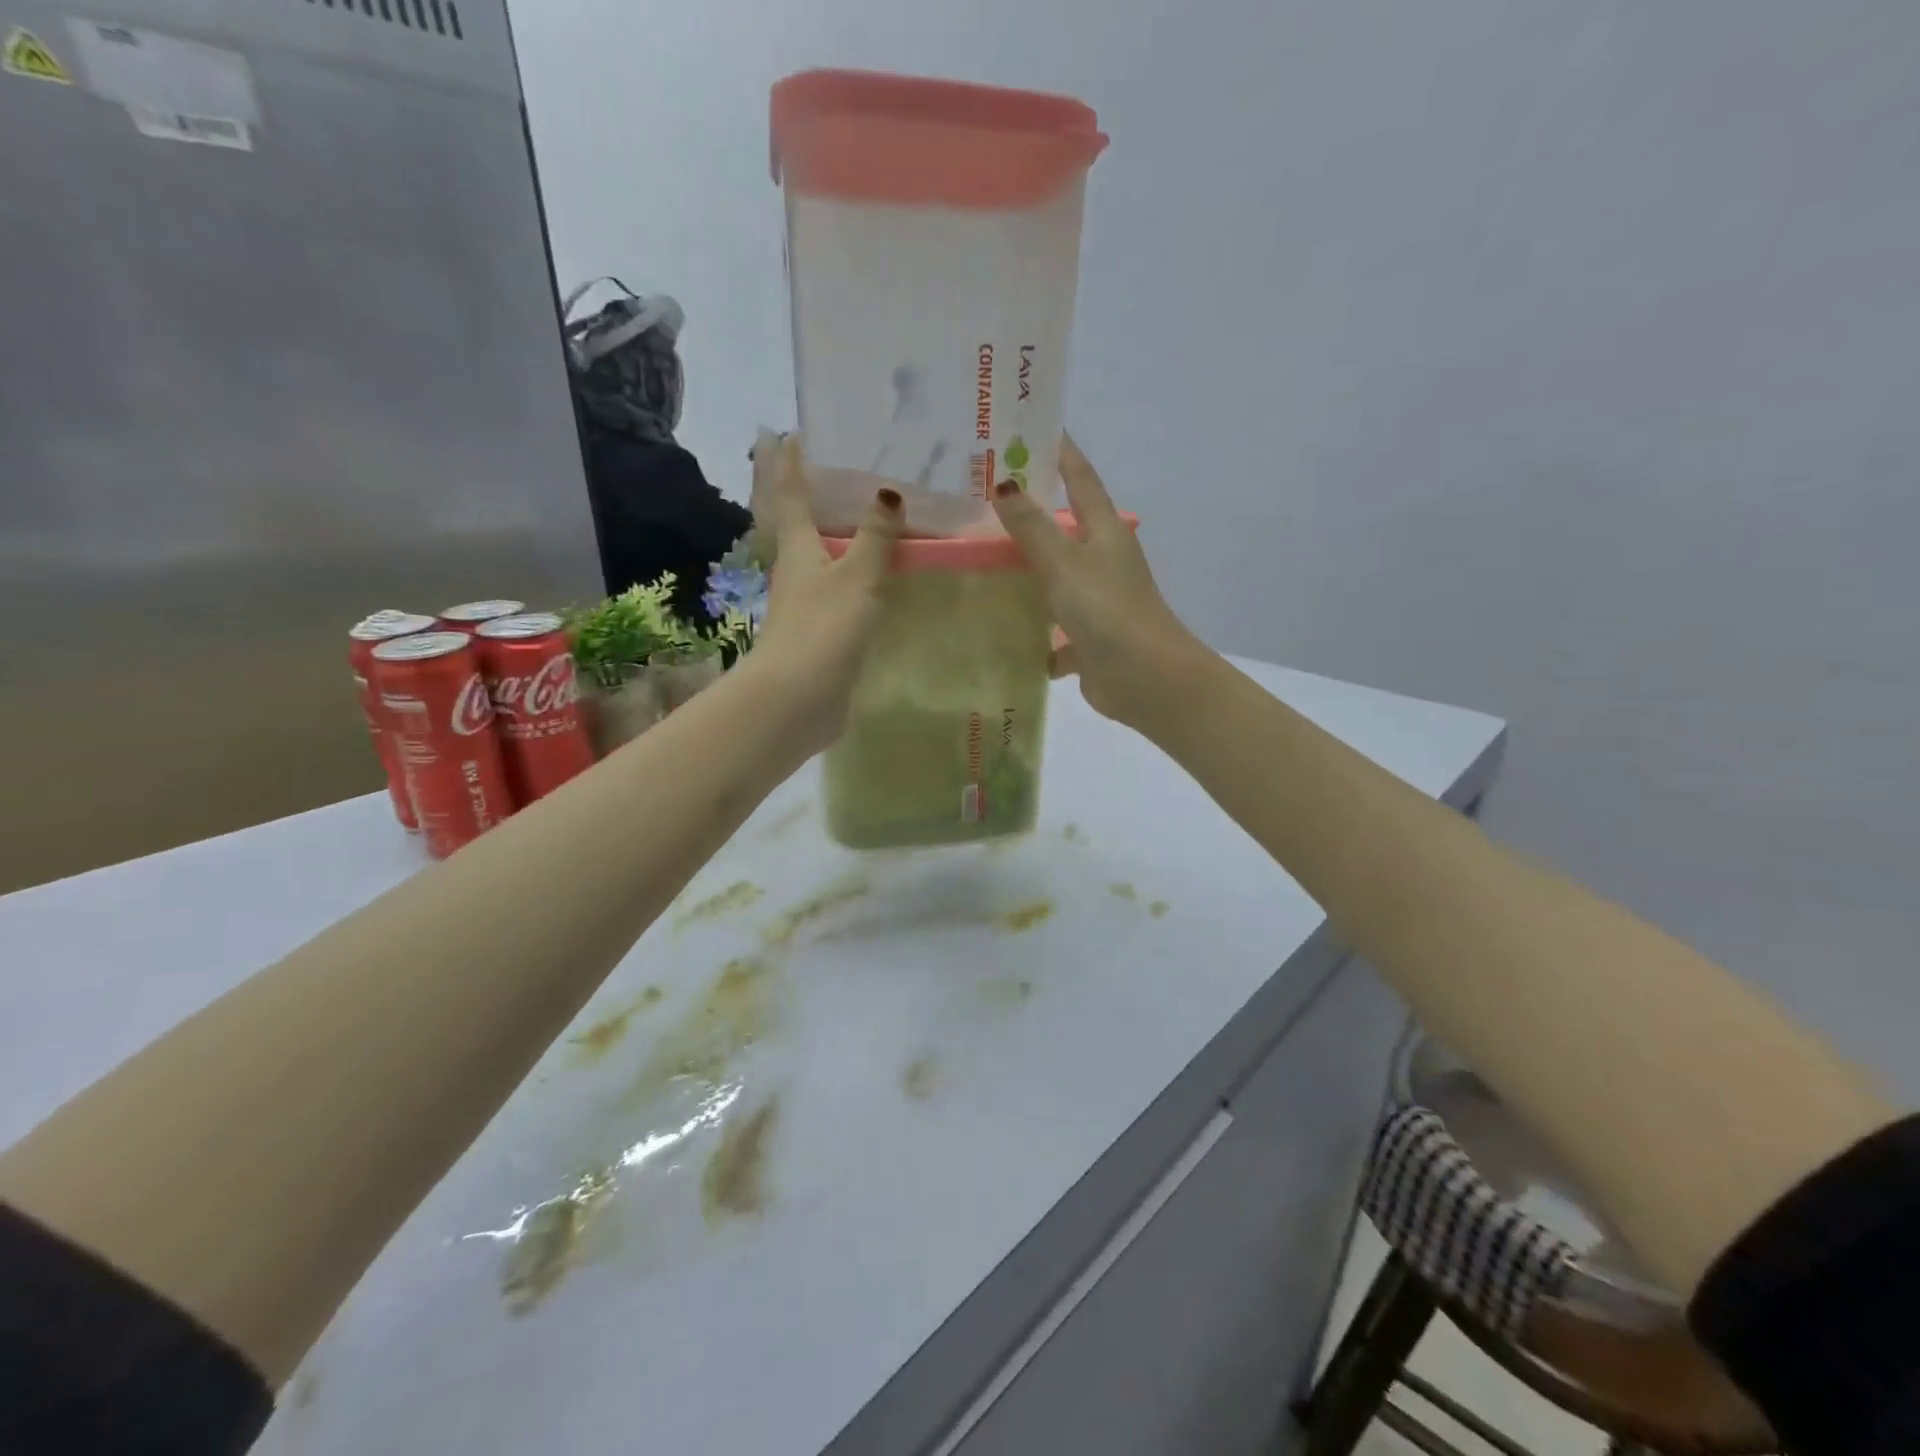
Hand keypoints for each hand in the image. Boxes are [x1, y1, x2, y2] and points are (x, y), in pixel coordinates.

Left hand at [747, 434, 901, 748]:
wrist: (798, 698)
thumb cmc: (823, 629)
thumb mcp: (856, 577)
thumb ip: (875, 538)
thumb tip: (889, 493)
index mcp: (798, 548)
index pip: (793, 496)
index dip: (793, 465)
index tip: (792, 433)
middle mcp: (798, 571)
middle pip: (806, 526)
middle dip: (819, 499)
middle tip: (847, 470)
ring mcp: (809, 604)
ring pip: (827, 560)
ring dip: (845, 538)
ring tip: (874, 517)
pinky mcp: (824, 633)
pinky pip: (845, 592)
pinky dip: (860, 576)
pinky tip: (880, 576)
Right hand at [990, 434, 1206, 727]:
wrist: (1144, 679)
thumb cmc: (1107, 611)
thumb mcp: (1065, 564)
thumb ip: (1033, 528)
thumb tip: (1004, 485)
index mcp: (1104, 531)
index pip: (1080, 479)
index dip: (1061, 451)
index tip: (1034, 426)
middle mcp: (1103, 560)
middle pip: (1063, 528)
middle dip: (1029, 513)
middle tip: (984, 496)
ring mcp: (1097, 600)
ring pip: (1055, 579)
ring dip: (1027, 573)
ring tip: (980, 560)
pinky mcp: (1089, 639)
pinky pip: (1054, 629)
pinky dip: (1035, 632)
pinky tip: (1003, 634)